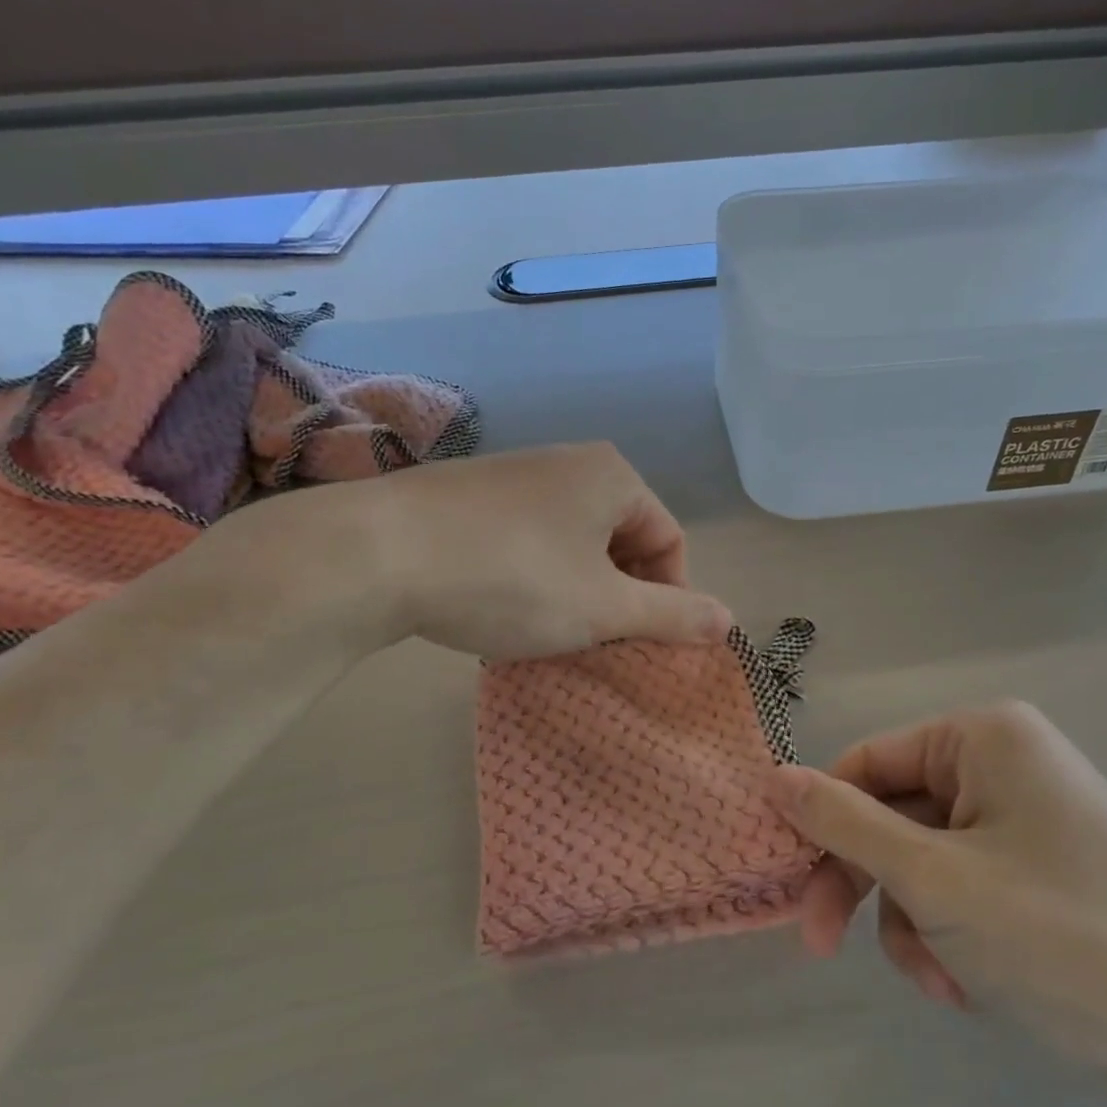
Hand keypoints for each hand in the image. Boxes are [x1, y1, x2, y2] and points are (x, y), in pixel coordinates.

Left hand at [196, 442, 731, 661]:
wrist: (377, 553)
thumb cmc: (512, 579)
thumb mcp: (603, 608)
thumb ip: (672, 616)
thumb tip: (729, 621)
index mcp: (613, 477)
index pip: (669, 541)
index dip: (666, 598)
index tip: (640, 644)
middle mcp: (569, 462)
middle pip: (621, 539)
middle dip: (618, 595)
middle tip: (596, 642)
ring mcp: (513, 474)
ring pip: (572, 543)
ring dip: (576, 590)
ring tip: (548, 631)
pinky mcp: (468, 494)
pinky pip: (526, 539)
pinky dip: (532, 576)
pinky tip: (503, 606)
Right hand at [768, 703, 1106, 1078]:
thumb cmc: (1064, 939)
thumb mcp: (934, 880)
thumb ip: (845, 824)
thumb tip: (773, 777)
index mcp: (983, 738)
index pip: (866, 764)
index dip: (822, 826)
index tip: (796, 893)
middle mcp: (1006, 763)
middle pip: (895, 815)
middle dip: (873, 889)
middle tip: (827, 950)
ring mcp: (1030, 816)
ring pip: (927, 861)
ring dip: (916, 924)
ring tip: (946, 984)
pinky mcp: (1047, 868)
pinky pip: (968, 887)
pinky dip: (955, 936)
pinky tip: (975, 987)